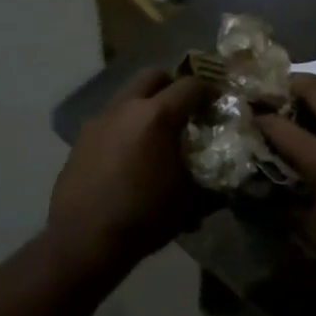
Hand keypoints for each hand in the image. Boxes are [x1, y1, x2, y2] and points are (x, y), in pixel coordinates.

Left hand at [48, 70, 208, 271]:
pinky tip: (131, 154)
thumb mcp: (190, 202)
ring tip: (157, 133)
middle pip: (154, 76)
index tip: (218, 104)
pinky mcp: (82, 137)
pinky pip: (110, 118)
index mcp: (157, 116)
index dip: (210, 91)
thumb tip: (233, 180)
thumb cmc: (144, 217)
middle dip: (173, 86)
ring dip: (146, 103)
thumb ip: (214, 183)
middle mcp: (126, 107)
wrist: (84, 239)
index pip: (191, 85)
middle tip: (186, 110)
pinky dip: (126, 124)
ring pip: (128, 94)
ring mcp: (100, 119)